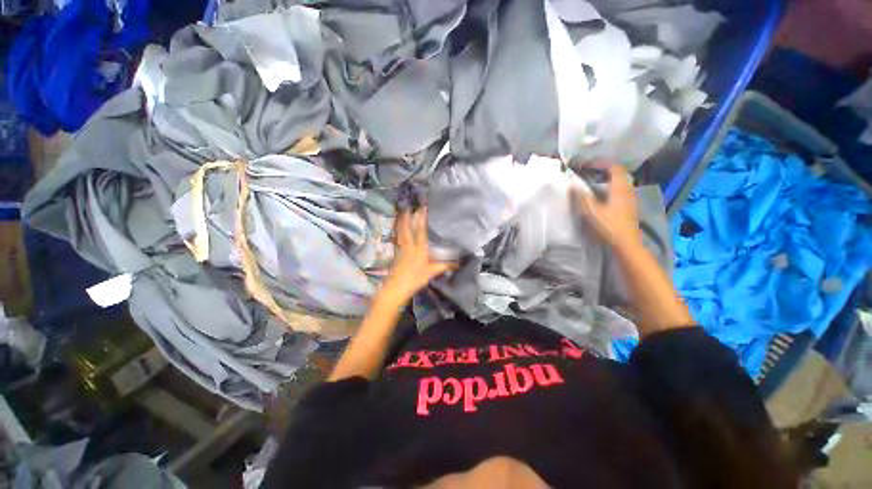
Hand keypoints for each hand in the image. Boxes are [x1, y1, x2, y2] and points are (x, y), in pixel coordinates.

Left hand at [383, 208, 455, 302]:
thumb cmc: (415, 279)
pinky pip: (397, 240)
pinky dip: (397, 234)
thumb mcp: (431, 272)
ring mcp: (401, 249)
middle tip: (408, 208)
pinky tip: (397, 231)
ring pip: (401, 233)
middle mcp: (409, 246)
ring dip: (401, 224)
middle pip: (407, 230)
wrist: (396, 287)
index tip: (423, 209)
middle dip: (408, 218)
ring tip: (402, 214)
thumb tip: (458, 263)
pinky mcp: (396, 254)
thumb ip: (444, 266)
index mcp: (419, 249)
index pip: (421, 231)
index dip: (422, 220)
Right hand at [571, 163, 641, 250]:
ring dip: (610, 182)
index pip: (615, 168)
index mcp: (619, 189)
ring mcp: (630, 201)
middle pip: (620, 176)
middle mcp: (627, 191)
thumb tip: (573, 184)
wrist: (626, 244)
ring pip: (621, 185)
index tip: (590, 164)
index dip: (604, 164)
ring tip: (596, 185)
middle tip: (592, 174)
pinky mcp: (630, 210)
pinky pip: (622, 194)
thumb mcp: (591, 211)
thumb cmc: (608, 226)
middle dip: (607, 172)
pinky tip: (604, 199)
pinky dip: (613, 191)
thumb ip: (582, 197)